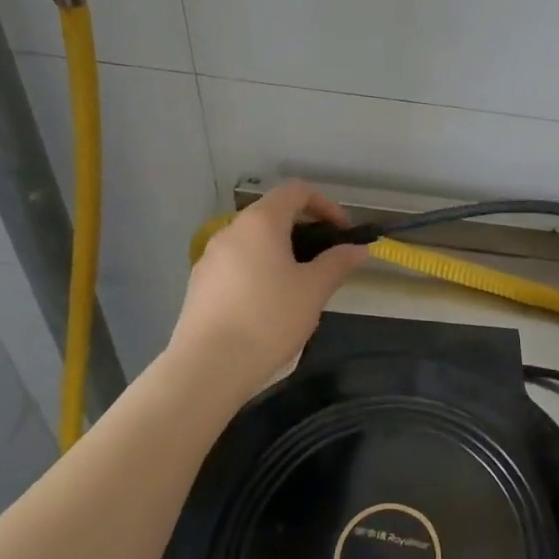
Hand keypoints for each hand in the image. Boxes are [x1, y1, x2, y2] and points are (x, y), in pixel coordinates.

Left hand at [171, 181, 367, 401]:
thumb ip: (338, 263)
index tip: (342, 232)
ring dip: (280, 251)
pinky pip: (236, 263)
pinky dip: (258, 269)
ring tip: (299, 285)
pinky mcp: (199, 284)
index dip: (325, 204)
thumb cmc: (268, 319)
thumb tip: (358, 249)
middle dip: (304, 229)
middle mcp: (232, 230)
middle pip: (273, 213)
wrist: (207, 368)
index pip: (296, 191)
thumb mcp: (314, 290)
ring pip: (253, 241)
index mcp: (261, 222)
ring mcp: (210, 257)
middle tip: (325, 260)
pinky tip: (267, 305)